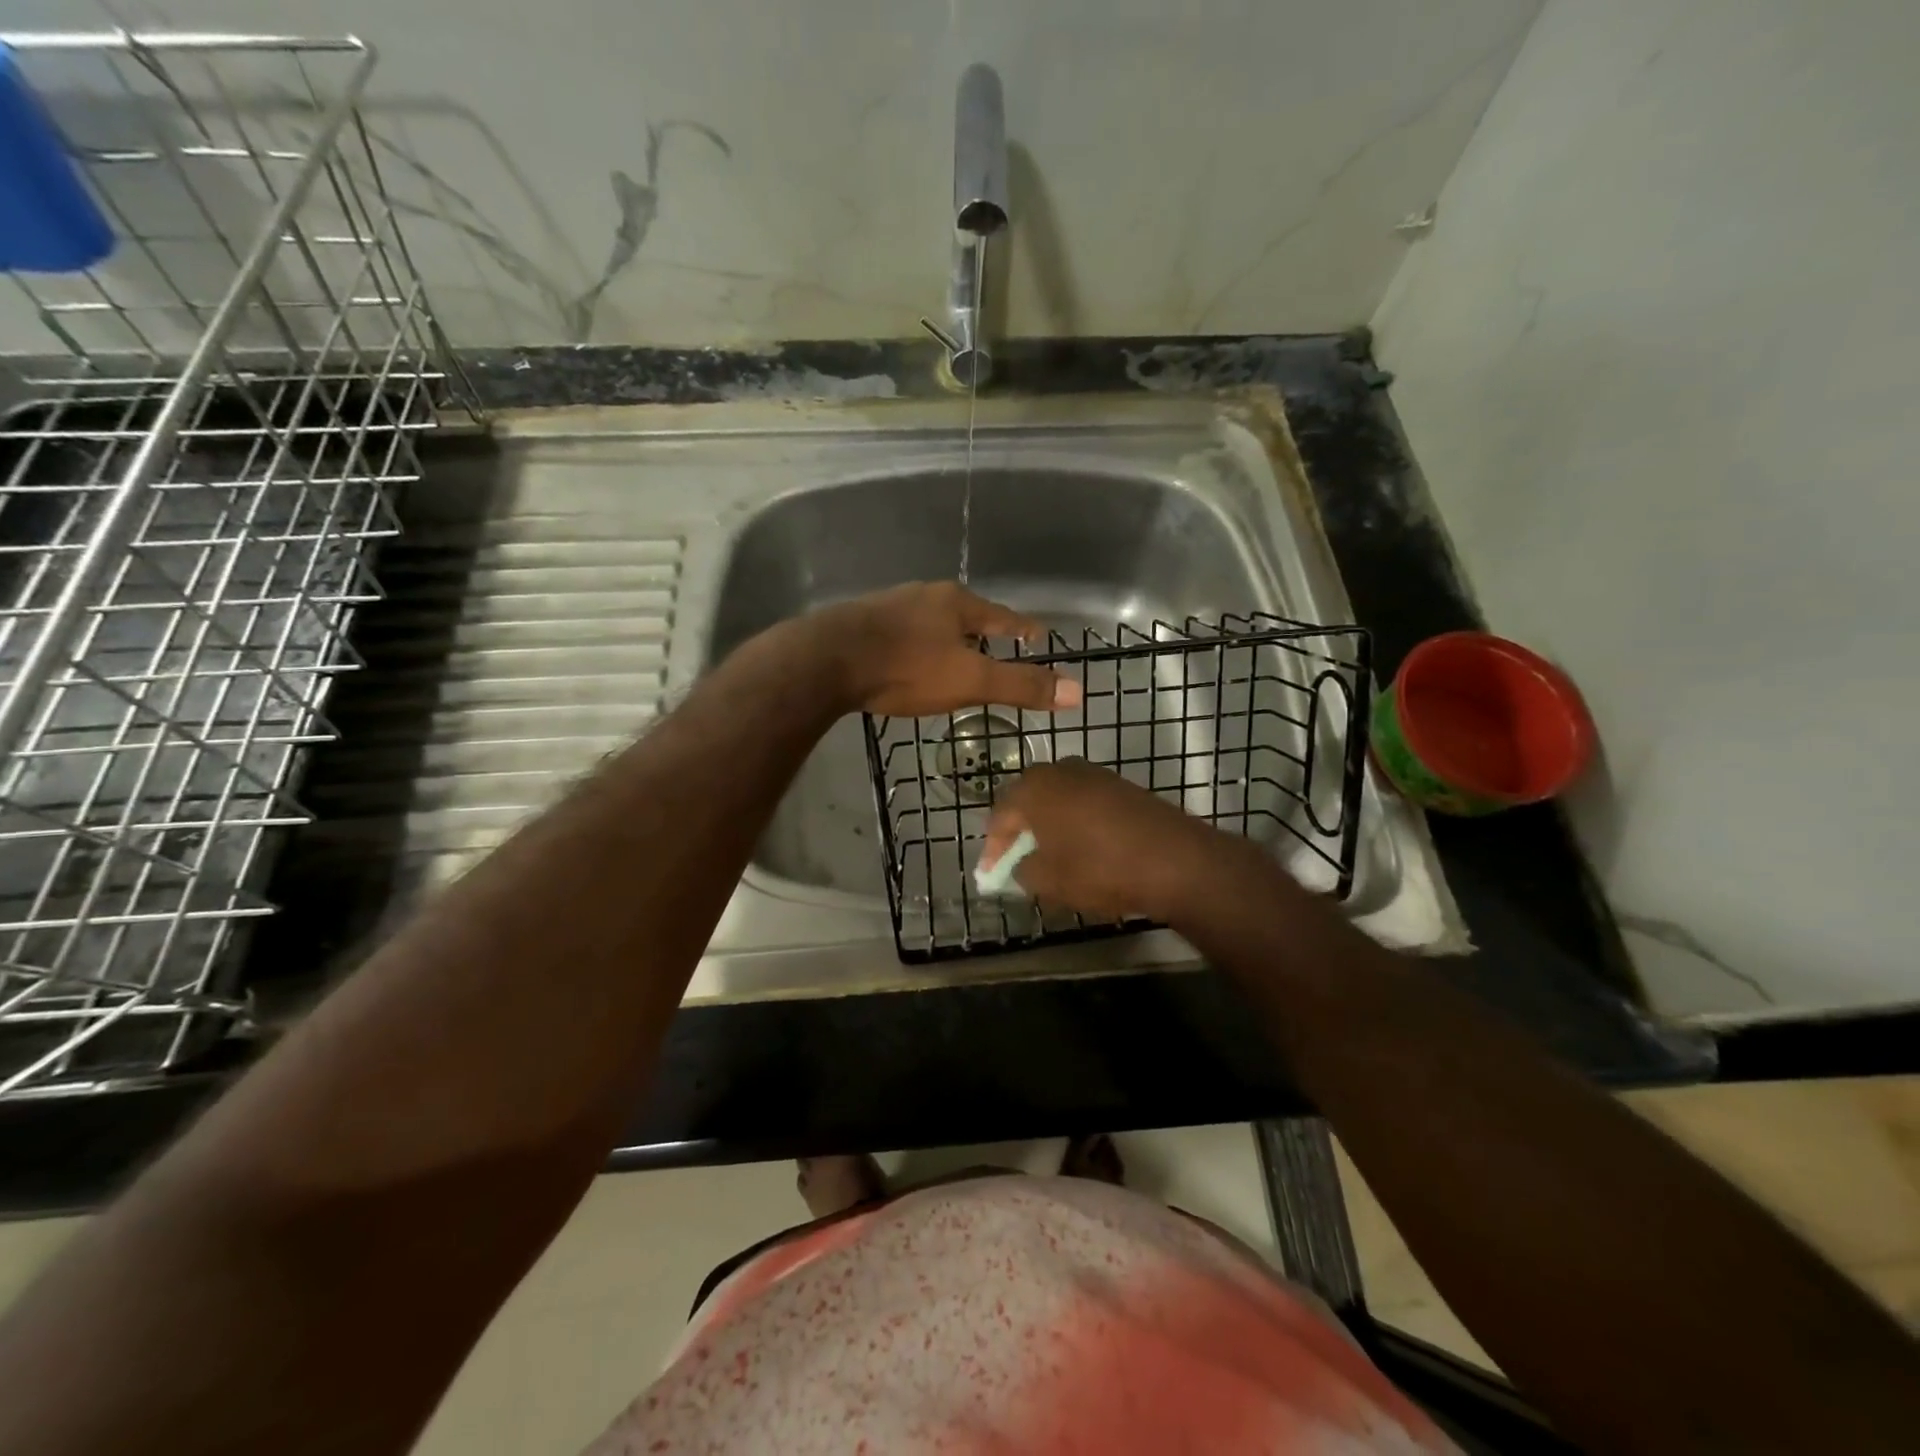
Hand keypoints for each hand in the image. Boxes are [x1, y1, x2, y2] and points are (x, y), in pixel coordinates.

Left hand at [819, 582, 1081, 716]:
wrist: (827, 660)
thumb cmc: (907, 668)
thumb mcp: (971, 681)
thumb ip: (1021, 686)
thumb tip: (1078, 691)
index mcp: (956, 603)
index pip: (1002, 615)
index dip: (1021, 627)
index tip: (1038, 633)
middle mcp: (924, 596)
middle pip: (963, 613)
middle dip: (980, 629)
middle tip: (993, 645)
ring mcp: (889, 606)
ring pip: (928, 621)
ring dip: (944, 636)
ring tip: (952, 654)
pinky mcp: (860, 622)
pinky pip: (899, 632)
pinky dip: (913, 644)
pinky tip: (906, 658)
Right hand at [979, 759, 1223, 921]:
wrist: (1176, 861)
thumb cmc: (1099, 868)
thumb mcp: (1048, 881)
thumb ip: (1022, 871)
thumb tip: (1021, 865)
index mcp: (1035, 787)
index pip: (1000, 815)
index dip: (993, 848)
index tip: (991, 874)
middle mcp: (1061, 770)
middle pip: (1028, 800)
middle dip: (1020, 831)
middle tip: (1016, 860)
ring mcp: (1096, 775)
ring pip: (1059, 800)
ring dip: (1049, 825)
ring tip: (1050, 857)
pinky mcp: (1123, 786)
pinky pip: (1086, 803)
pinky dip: (1077, 823)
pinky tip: (1083, 849)